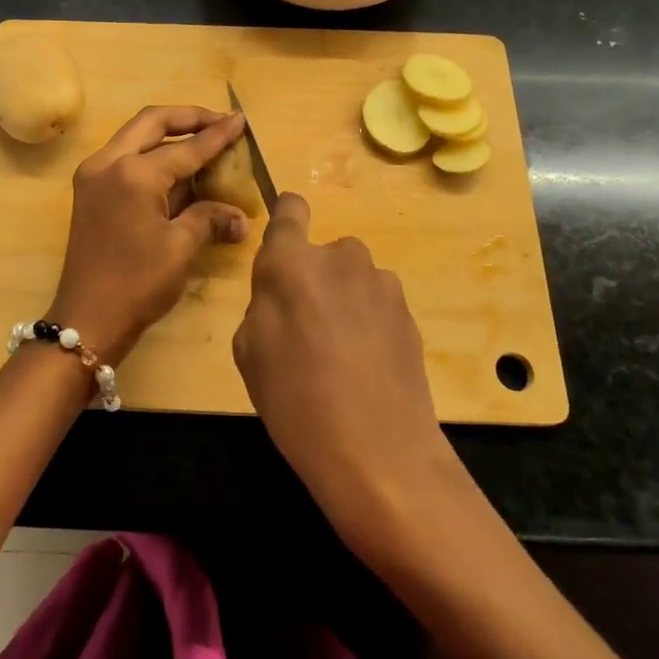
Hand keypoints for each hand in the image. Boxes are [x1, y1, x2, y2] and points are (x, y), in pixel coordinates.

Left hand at [46, 106, 250, 368]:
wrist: (87, 319)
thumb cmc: (137, 284)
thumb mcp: (181, 248)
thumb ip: (210, 219)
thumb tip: (241, 217)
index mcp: (133, 174)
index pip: (185, 147)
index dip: (217, 134)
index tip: (241, 120)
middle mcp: (108, 162)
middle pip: (152, 122)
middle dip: (189, 118)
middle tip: (220, 121)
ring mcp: (94, 175)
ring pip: (135, 135)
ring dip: (169, 133)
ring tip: (203, 139)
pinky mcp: (89, 191)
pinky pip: (125, 156)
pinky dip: (152, 153)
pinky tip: (178, 167)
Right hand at [232, 193, 463, 559]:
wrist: (377, 451)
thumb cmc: (294, 400)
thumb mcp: (249, 351)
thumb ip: (264, 303)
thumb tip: (283, 292)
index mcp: (291, 262)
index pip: (290, 208)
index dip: (286, 220)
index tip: (283, 249)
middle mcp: (340, 257)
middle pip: (322, 254)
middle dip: (313, 279)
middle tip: (305, 330)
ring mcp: (381, 282)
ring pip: (352, 280)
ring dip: (344, 301)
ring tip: (340, 356)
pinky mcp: (409, 310)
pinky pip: (376, 304)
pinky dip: (369, 323)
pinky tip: (367, 367)